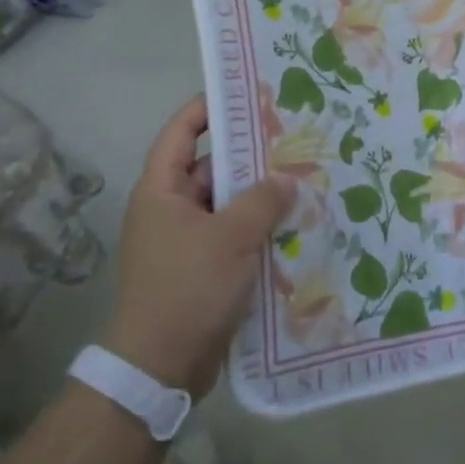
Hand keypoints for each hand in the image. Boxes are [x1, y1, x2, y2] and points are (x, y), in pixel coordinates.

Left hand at [101, 96, 295, 397]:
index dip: (207, 109)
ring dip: (259, 196)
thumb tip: (287, 178)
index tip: (245, 94)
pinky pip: (233, 235)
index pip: (181, 133)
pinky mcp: (202, 269)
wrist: (160, 368)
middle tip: (293, 137)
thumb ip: (263, 200)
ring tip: (304, 178)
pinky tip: (295, 224)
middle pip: (211, 168)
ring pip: (227, 204)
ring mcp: (186, 241)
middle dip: (249, 155)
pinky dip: (258, 228)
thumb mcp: (230, 237)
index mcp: (161, 191)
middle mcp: (170, 209)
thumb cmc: (187, 289)